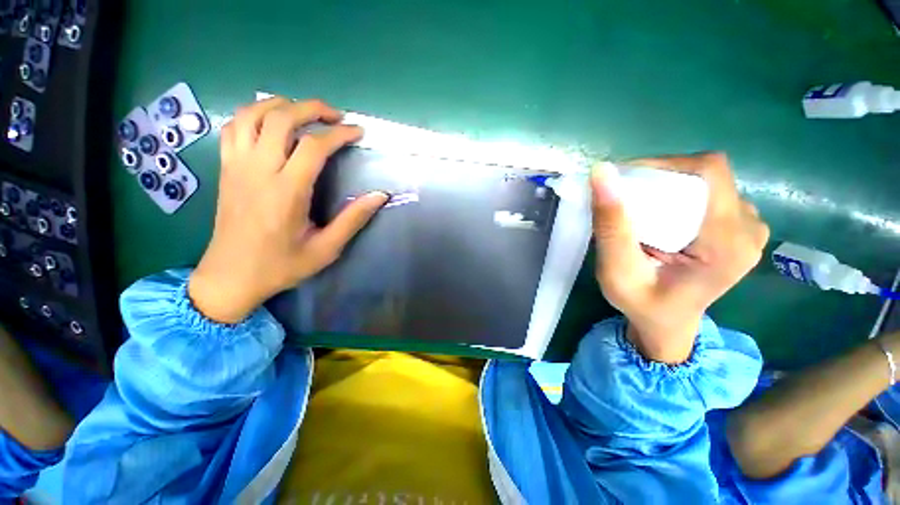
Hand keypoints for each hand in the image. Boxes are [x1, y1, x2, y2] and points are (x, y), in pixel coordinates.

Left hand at [189, 97, 388, 323]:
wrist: (231, 276)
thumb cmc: (282, 265)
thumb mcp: (326, 248)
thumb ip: (353, 219)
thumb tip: (380, 196)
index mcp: (287, 191)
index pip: (314, 146)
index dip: (339, 134)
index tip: (358, 133)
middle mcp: (259, 170)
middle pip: (282, 118)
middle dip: (312, 109)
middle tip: (336, 116)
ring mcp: (237, 166)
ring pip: (252, 115)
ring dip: (281, 105)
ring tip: (304, 112)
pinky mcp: (226, 169)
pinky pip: (234, 128)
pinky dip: (254, 115)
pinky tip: (271, 124)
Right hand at [591, 152, 768, 362]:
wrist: (666, 324)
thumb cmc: (641, 304)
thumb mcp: (617, 271)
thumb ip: (611, 226)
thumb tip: (602, 172)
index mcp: (728, 243)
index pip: (708, 173)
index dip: (664, 163)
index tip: (625, 178)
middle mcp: (749, 228)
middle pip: (706, 176)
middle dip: (661, 177)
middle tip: (625, 196)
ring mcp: (749, 227)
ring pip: (707, 182)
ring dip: (668, 185)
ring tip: (639, 207)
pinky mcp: (740, 227)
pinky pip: (710, 193)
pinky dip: (679, 194)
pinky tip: (661, 215)